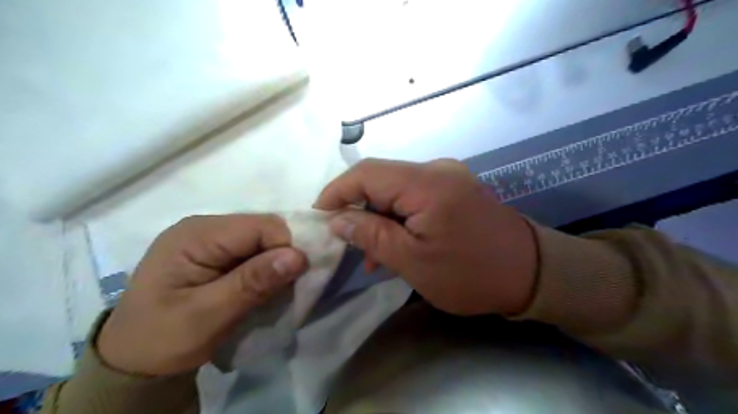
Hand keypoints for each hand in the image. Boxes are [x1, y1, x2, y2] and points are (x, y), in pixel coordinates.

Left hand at [97, 215, 305, 375]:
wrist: (134, 362)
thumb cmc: (162, 340)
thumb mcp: (207, 316)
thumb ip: (252, 283)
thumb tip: (298, 256)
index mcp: (196, 235)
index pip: (261, 226)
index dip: (284, 249)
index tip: (289, 282)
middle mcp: (204, 227)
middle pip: (263, 228)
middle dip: (280, 256)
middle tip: (278, 290)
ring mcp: (209, 238)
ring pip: (262, 239)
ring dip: (273, 264)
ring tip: (267, 291)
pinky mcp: (215, 252)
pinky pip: (253, 250)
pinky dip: (263, 268)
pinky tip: (257, 287)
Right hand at [316, 158, 537, 316]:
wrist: (532, 274)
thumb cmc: (470, 273)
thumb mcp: (413, 261)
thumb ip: (372, 235)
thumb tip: (338, 220)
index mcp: (426, 183)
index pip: (366, 173)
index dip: (337, 192)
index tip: (319, 216)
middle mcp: (437, 169)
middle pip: (381, 179)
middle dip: (358, 208)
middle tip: (344, 240)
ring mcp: (448, 177)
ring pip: (397, 190)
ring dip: (379, 217)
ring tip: (370, 253)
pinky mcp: (455, 189)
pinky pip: (415, 197)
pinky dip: (400, 217)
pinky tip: (395, 243)